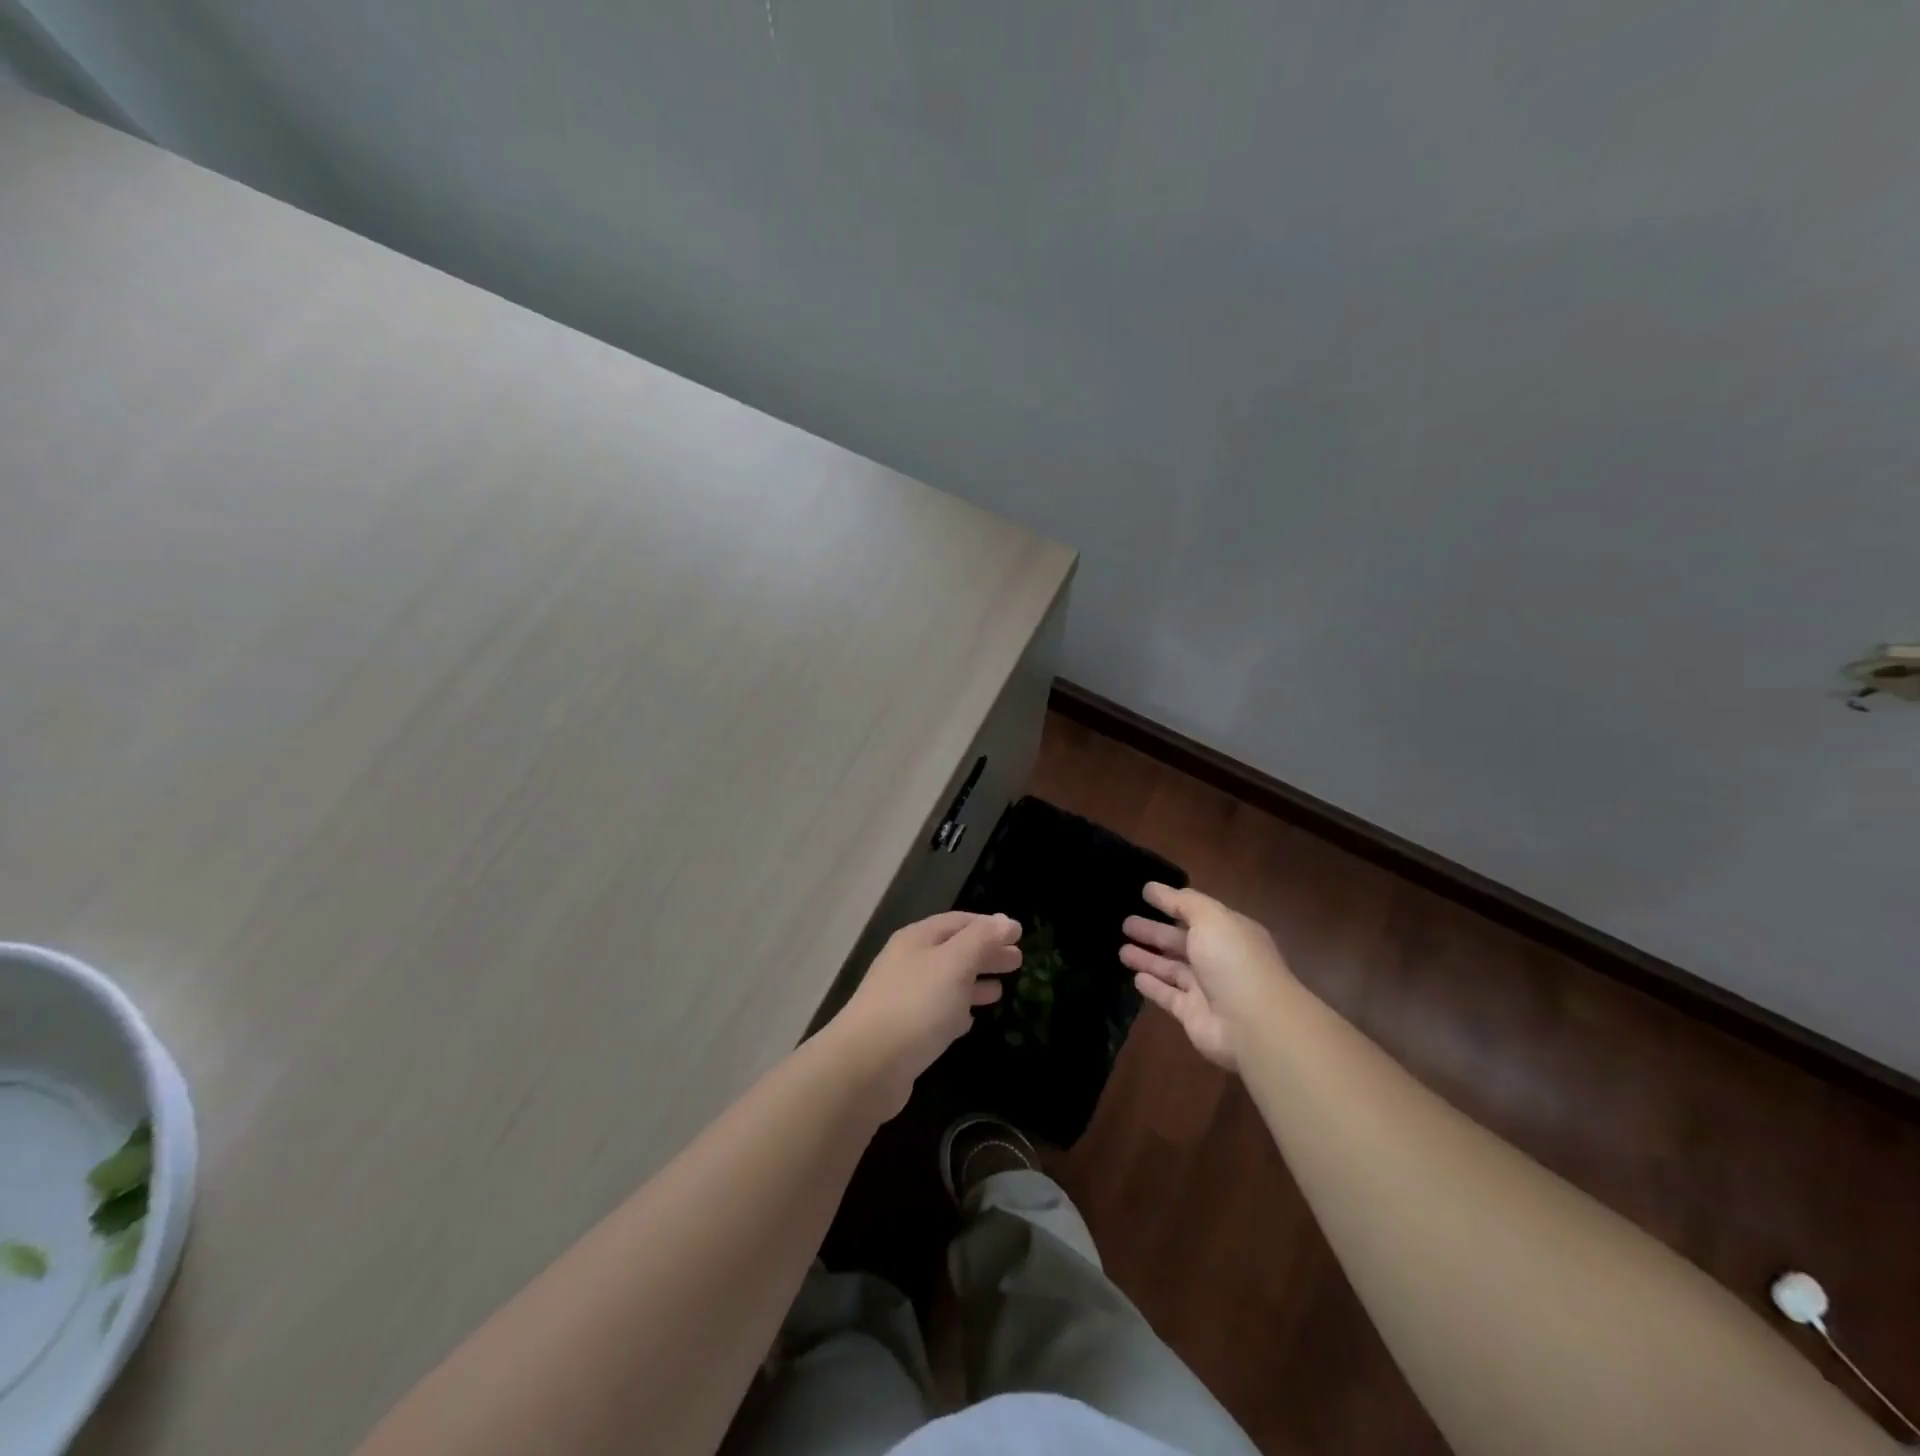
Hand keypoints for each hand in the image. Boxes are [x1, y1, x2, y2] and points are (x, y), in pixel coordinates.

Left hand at [828, 911, 1021, 1113]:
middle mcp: (908, 962)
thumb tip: (1006, 920)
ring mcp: (904, 997)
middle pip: (954, 950)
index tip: (1018, 934)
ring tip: (1001, 991)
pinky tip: (970, 1020)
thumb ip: (982, 939)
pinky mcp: (904, 1031)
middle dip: (985, 953)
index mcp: (917, 939)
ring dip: (974, 982)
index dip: (989, 925)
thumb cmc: (916, 1005)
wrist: (867, 1065)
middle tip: (1018, 961)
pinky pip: (937, 1012)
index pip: (959, 922)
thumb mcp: (955, 963)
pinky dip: (957, 1010)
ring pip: (947, 982)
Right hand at [1120, 883, 1289, 1071]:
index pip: (1196, 913)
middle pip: (1180, 941)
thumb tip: (1155, 888)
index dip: (1171, 903)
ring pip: (1171, 968)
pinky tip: (1136, 978)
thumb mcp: (1211, 918)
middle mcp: (1218, 958)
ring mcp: (1206, 988)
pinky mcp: (1193, 1014)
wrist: (1254, 1024)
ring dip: (1148, 958)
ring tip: (1122, 950)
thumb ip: (1183, 902)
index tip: (1144, 894)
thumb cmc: (1233, 961)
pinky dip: (1153, 987)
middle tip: (1125, 923)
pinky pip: (1168, 996)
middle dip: (1154, 931)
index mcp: (1228, 932)